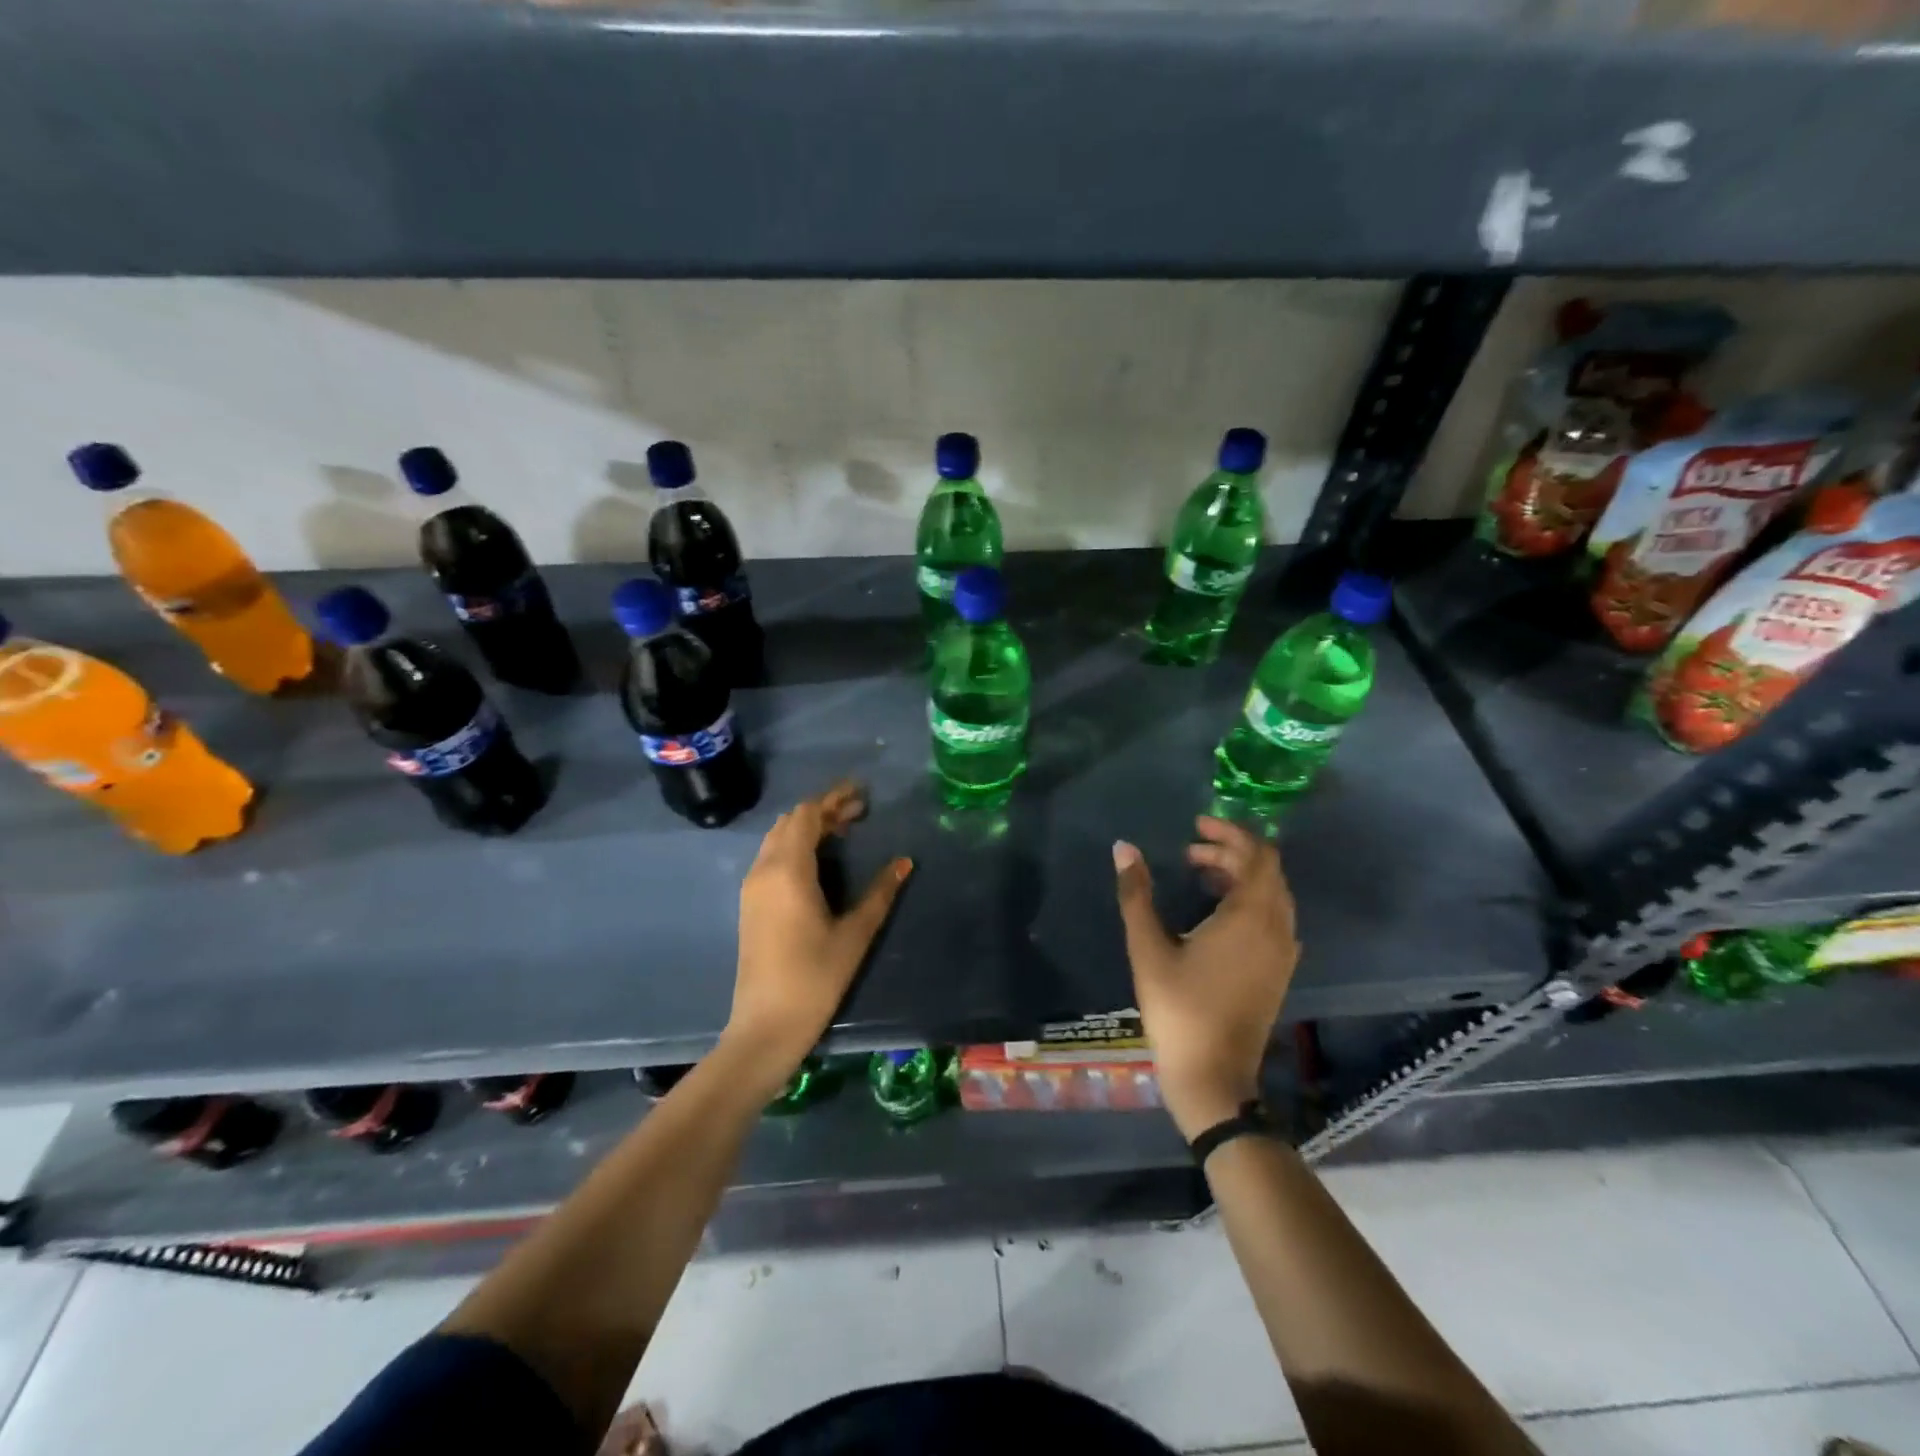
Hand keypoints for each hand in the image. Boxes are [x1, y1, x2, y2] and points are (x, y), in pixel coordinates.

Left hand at [725, 782, 911, 1089]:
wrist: (765, 1025)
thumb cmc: (815, 977)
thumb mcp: (855, 933)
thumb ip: (881, 892)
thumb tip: (905, 861)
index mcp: (788, 870)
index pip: (806, 814)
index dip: (833, 798)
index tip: (862, 794)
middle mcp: (764, 870)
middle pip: (790, 822)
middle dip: (823, 810)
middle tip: (859, 812)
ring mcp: (752, 887)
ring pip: (778, 838)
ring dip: (808, 827)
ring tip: (843, 832)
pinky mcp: (750, 904)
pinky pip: (771, 857)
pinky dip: (795, 845)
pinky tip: (820, 860)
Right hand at [1113, 818, 1299, 1138]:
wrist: (1213, 1076)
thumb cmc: (1178, 1008)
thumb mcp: (1148, 947)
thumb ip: (1136, 894)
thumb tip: (1124, 848)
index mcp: (1251, 917)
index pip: (1257, 855)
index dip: (1230, 832)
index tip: (1196, 825)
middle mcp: (1277, 928)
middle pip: (1266, 871)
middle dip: (1231, 852)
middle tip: (1190, 851)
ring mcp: (1282, 953)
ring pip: (1271, 895)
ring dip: (1240, 876)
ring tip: (1199, 874)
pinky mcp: (1278, 972)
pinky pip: (1272, 918)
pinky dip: (1249, 900)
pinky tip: (1216, 912)